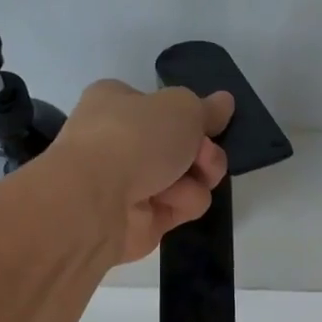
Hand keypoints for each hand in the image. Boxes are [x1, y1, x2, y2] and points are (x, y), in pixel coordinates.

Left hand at [55, 81, 233, 262]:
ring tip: (182, 181)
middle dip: (203, 151)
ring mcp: (132, 183)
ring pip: (190, 178)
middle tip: (203, 155)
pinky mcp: (143, 219)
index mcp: (118, 103)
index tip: (211, 124)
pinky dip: (182, 204)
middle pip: (184, 145)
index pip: (163, 106)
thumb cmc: (133, 138)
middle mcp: (122, 142)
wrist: (96, 201)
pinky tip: (166, 203)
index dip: (191, 116)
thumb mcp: (181, 107)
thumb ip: (206, 108)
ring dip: (197, 178)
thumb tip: (225, 101)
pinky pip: (181, 207)